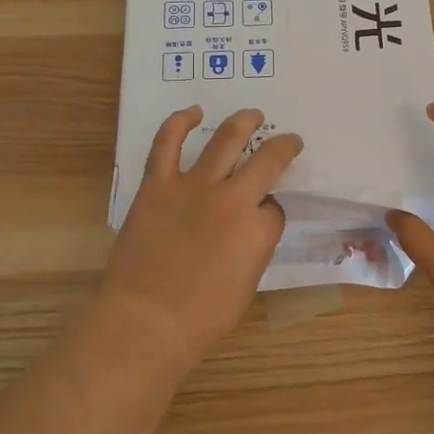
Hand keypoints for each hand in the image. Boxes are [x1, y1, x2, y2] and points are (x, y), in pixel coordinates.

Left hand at [99, 106, 303, 371]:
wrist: (145, 321)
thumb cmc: (201, 318)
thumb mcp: (247, 286)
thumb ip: (254, 247)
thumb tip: (252, 225)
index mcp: (259, 229)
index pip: (276, 208)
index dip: (272, 210)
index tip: (266, 215)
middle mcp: (233, 198)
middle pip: (266, 160)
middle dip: (282, 147)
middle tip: (288, 141)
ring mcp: (194, 186)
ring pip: (225, 139)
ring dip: (244, 122)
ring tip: (253, 114)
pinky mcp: (158, 184)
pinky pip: (167, 143)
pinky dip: (180, 123)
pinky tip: (192, 112)